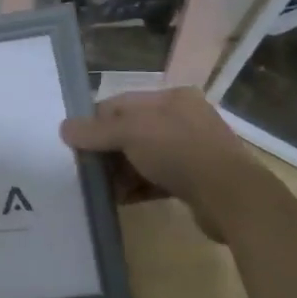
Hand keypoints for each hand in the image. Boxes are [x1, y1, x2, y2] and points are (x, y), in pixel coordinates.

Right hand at [60, 89, 258, 241]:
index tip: (75, 144)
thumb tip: (64, 129)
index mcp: (170, 98)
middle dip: (107, 150)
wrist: (231, 197)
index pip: (121, 104)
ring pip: (143, 156)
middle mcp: (182, 119)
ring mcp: (191, 150)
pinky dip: (137, 186)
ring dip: (120, 171)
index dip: (95, 122)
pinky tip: (120, 200)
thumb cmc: (179, 151)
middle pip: (131, 131)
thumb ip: (95, 131)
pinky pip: (156, 178)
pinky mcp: (194, 179)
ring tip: (100, 189)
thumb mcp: (130, 133)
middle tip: (86, 169)